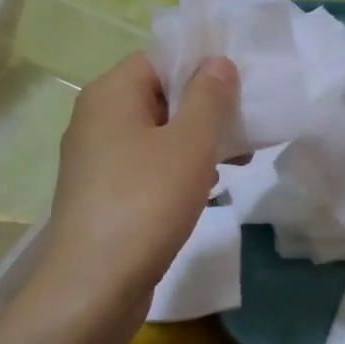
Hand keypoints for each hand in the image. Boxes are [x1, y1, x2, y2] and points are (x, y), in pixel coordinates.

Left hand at [41, 52, 237, 306]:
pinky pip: (148, 167)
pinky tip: (209, 189)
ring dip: (198, 142)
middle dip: (207, 109)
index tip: (241, 85)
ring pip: (157, 136)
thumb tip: (217, 61)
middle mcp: (97, 120)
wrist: (96, 284)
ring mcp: (98, 161)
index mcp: (110, 95)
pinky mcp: (105, 195)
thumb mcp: (190, 143)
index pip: (158, 59)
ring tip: (240, 160)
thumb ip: (209, 97)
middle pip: (160, 97)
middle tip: (248, 126)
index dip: (201, 66)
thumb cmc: (146, 201)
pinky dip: (179, 170)